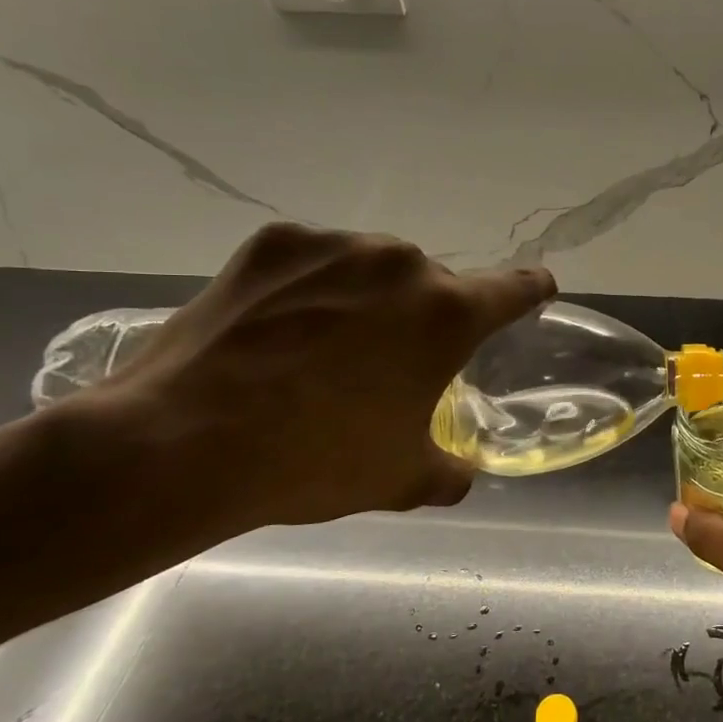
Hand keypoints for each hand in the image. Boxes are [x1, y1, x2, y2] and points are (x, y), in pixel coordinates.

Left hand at [81, 223, 553, 536]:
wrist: (185, 442)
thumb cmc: (317, 459)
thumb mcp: (401, 478)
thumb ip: (448, 471)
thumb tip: (460, 473)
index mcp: (448, 314)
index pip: (516, 289)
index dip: (531, 291)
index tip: (538, 290)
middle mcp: (402, 264)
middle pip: (433, 285)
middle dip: (423, 318)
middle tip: (389, 364)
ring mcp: (335, 245)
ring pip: (374, 270)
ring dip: (368, 300)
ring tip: (323, 349)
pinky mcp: (275, 243)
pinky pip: (315, 261)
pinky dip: (311, 287)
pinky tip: (279, 328)